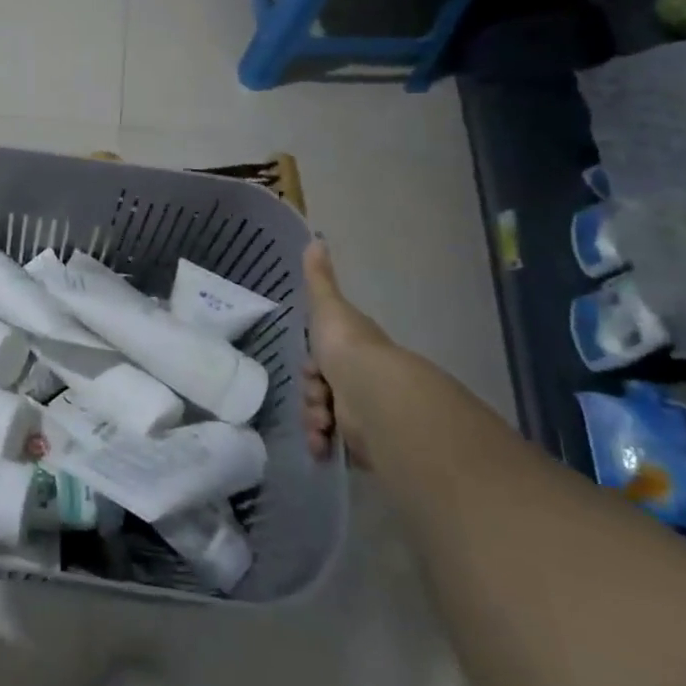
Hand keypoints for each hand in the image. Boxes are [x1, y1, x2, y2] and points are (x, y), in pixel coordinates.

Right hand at [302, 239, 394, 466]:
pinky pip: (335, 446)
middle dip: (311, 398)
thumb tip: (316, 238)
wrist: (375, 396)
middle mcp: (361, 383)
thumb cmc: (349, 348)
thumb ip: (319, 279)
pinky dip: (324, 446)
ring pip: (323, 418)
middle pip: (320, 390)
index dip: (310, 367)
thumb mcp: (328, 307)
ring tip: (321, 429)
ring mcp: (364, 415)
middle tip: (317, 402)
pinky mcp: (366, 444)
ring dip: (314, 422)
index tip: (311, 372)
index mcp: (354, 353)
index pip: (322, 361)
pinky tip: (324, 447)